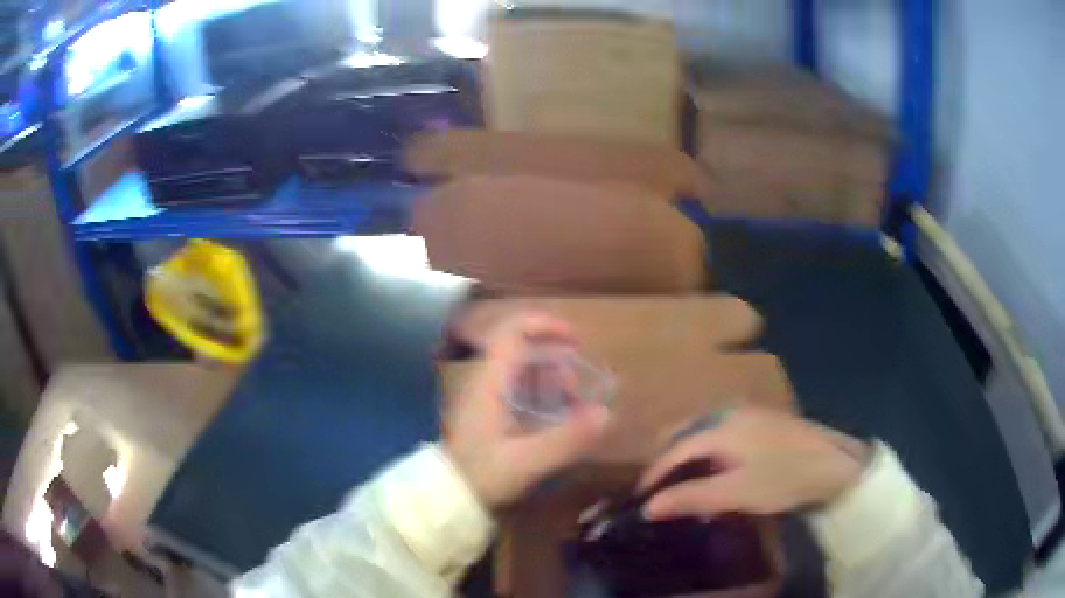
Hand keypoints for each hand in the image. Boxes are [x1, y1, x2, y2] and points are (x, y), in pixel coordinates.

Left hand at [443, 313, 609, 508]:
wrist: (448, 497)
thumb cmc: (481, 476)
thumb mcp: (526, 461)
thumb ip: (566, 439)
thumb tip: (606, 414)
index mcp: (490, 383)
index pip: (513, 333)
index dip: (544, 326)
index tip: (575, 341)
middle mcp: (487, 382)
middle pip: (523, 351)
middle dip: (556, 363)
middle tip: (577, 390)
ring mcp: (486, 397)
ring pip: (523, 372)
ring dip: (551, 382)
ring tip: (572, 408)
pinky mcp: (490, 414)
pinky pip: (520, 392)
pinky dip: (542, 398)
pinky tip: (557, 422)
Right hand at [639, 408, 868, 520]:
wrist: (834, 462)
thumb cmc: (783, 478)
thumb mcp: (736, 493)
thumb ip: (691, 497)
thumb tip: (648, 507)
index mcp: (719, 426)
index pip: (672, 450)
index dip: (654, 475)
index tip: (642, 500)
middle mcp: (728, 412)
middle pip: (683, 434)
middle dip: (666, 462)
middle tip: (662, 493)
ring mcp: (746, 413)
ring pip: (702, 432)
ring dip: (687, 457)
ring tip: (685, 485)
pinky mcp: (760, 420)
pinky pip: (719, 433)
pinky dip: (707, 452)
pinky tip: (716, 471)